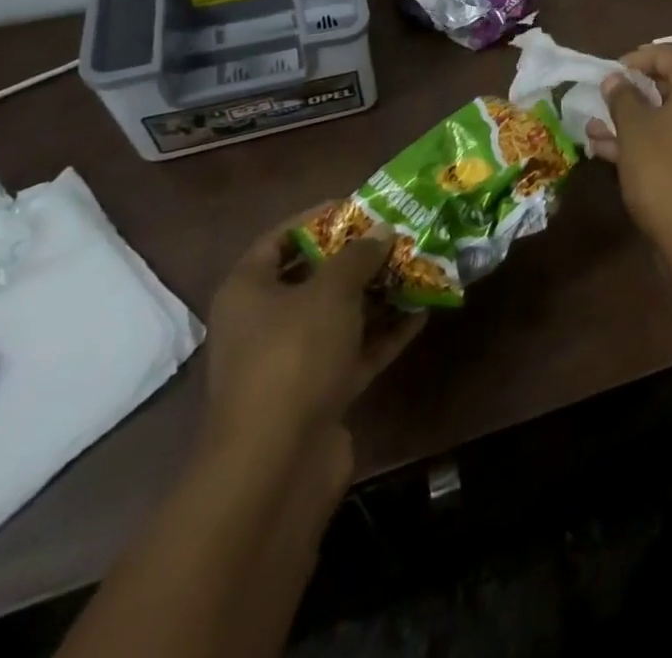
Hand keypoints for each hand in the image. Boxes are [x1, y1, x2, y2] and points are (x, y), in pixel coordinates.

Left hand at [201, 211, 425, 456]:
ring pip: (340, 316)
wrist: (276, 463)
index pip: (279, 239)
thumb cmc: (293, 356)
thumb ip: (359, 256)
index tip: (360, 206)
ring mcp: (292, 362)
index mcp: (249, 291)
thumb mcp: (331, 292)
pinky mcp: (318, 394)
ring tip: (419, 267)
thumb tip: (382, 231)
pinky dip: (385, 333)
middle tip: (400, 236)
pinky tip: (422, 313)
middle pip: (314, 278)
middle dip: (358, 258)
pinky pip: (355, 351)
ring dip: (378, 295)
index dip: (318, 218)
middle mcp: (264, 323)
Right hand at [585, 44, 671, 258]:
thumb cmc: (664, 171)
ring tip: (595, 129)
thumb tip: (616, 79)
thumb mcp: (634, 129)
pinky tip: (610, 152)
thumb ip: (622, 97)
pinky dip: (651, 140)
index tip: (608, 73)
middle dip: (633, 93)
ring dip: (635, 120)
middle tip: (603, 99)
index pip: (669, 54)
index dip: (636, 59)